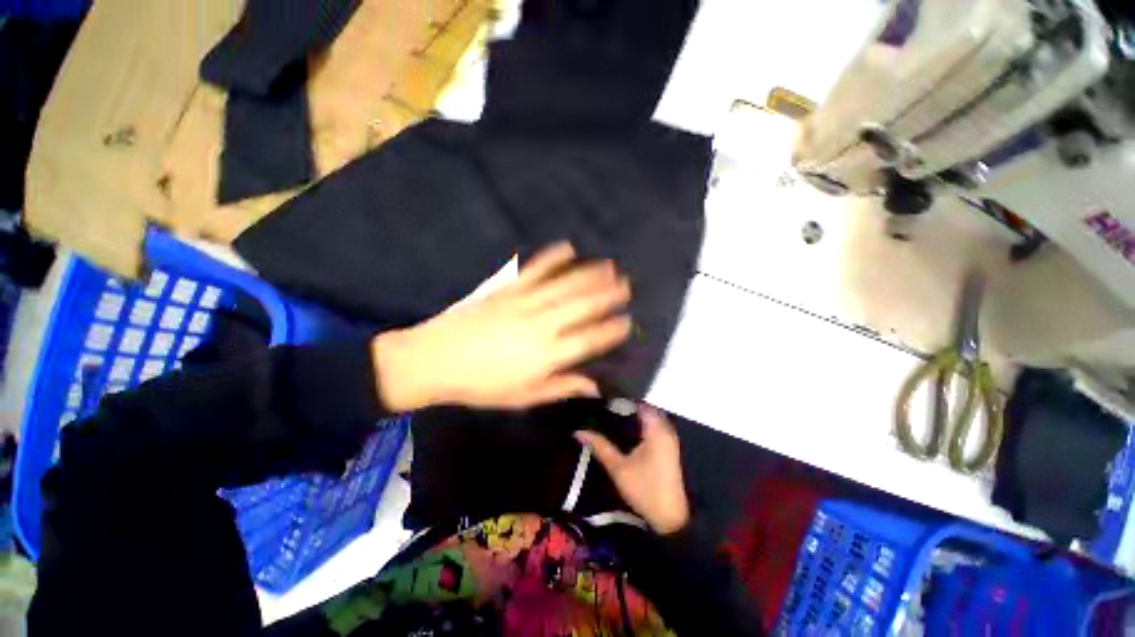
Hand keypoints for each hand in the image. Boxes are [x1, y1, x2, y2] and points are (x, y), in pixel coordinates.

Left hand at [372, 243, 631, 410]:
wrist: (434, 360)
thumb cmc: (480, 385)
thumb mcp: (522, 397)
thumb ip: (560, 387)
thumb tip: (592, 385)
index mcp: (546, 355)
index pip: (589, 340)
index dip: (611, 331)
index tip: (627, 322)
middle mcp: (542, 325)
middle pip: (583, 307)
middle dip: (608, 295)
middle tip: (627, 285)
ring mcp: (524, 303)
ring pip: (565, 286)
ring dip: (590, 275)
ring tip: (610, 266)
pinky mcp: (507, 289)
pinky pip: (534, 270)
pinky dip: (552, 258)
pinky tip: (567, 247)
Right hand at [576, 406, 690, 534]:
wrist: (671, 518)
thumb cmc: (645, 490)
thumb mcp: (618, 468)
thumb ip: (600, 446)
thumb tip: (579, 431)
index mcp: (656, 429)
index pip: (638, 402)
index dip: (620, 399)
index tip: (603, 399)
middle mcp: (665, 429)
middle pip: (643, 409)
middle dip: (624, 408)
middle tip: (603, 409)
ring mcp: (669, 438)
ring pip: (648, 419)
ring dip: (632, 418)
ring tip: (609, 418)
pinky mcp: (668, 448)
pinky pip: (652, 428)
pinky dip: (639, 427)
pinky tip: (623, 433)